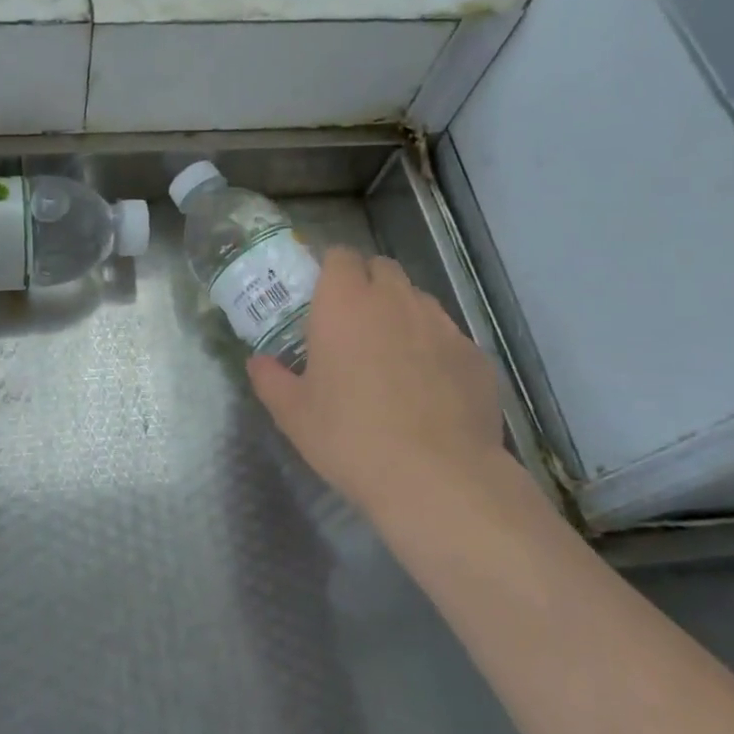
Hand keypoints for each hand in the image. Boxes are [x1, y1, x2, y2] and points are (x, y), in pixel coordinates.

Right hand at [248, 248, 505, 522]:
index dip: (330, 270)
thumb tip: (258, 362)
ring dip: (400, 314)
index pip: (339, 256)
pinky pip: (448, 336)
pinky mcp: (475, 354)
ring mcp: (442, 324)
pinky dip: (433, 349)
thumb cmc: (350, 437)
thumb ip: (270, 379)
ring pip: (418, 300)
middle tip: (351, 325)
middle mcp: (396, 300)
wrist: (437, 477)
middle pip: (381, 268)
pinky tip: (428, 388)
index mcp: (345, 304)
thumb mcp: (293, 414)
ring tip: (391, 357)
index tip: (320, 297)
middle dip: (366, 284)